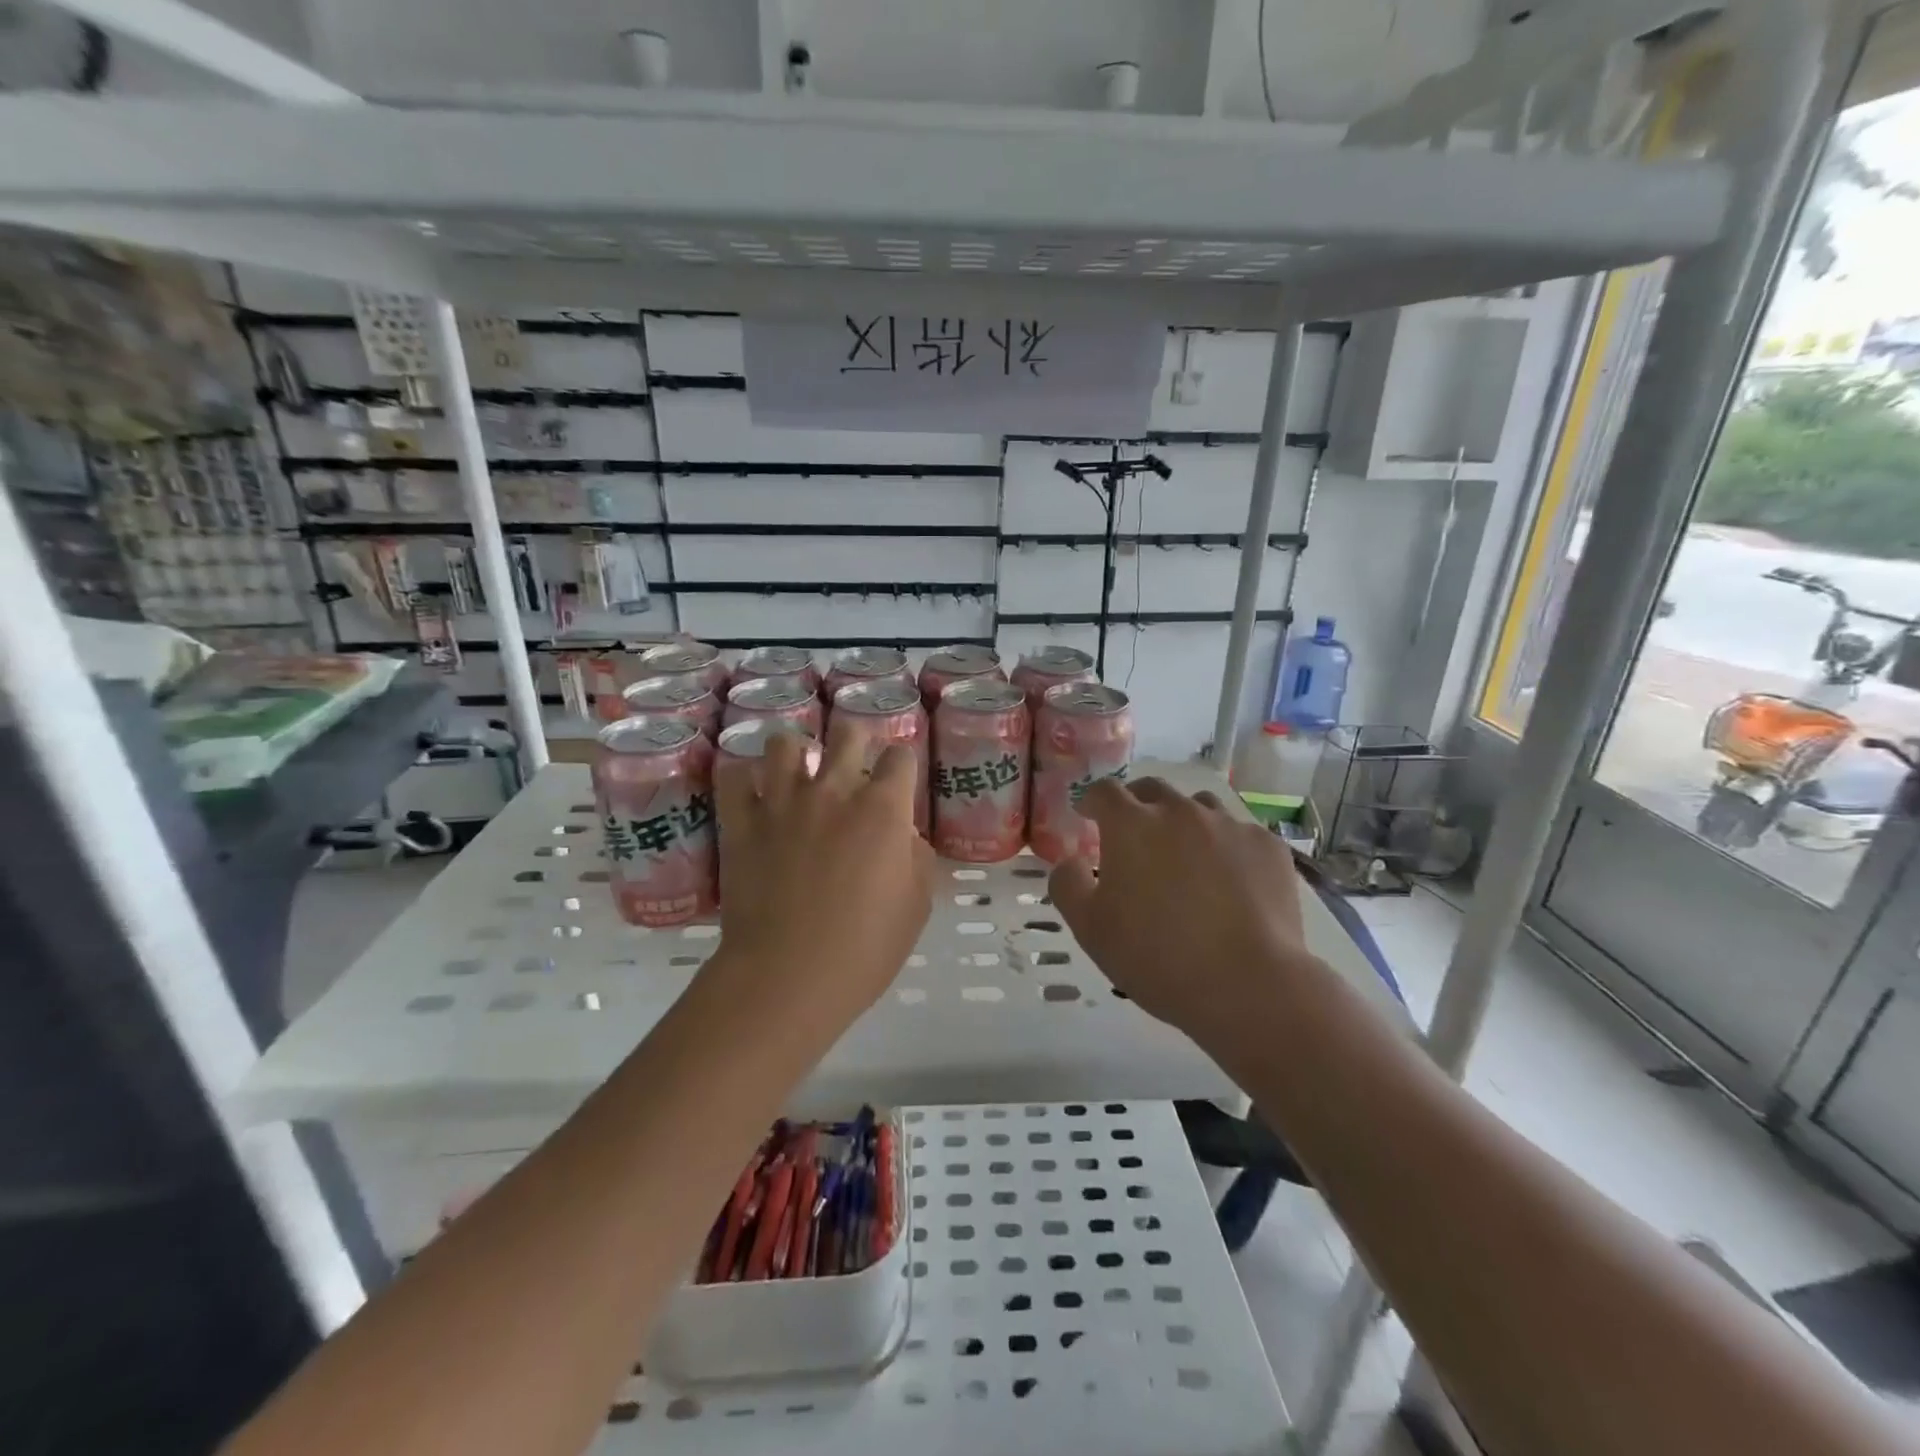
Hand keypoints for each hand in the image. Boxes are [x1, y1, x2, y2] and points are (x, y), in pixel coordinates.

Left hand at [708, 732, 933, 1034]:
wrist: (788, 976)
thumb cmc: (864, 948)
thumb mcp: (916, 906)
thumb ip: (917, 858)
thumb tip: (903, 836)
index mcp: (882, 809)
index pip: (901, 757)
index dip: (903, 765)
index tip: (898, 782)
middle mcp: (833, 790)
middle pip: (847, 733)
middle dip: (855, 741)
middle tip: (853, 766)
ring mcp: (782, 802)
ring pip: (785, 743)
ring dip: (797, 753)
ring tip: (799, 773)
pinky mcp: (741, 822)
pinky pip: (733, 777)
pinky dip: (744, 779)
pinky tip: (754, 794)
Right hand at [1048, 778, 1319, 1049]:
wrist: (1248, 985)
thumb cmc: (1156, 956)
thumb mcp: (1089, 928)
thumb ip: (1068, 885)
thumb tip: (1071, 861)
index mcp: (1131, 825)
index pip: (1104, 791)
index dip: (1092, 800)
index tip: (1088, 814)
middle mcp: (1180, 812)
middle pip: (1152, 789)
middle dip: (1136, 803)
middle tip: (1133, 832)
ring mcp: (1229, 825)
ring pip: (1199, 806)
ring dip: (1183, 820)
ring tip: (1184, 854)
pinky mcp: (1268, 847)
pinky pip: (1239, 834)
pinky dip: (1225, 847)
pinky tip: (1229, 880)